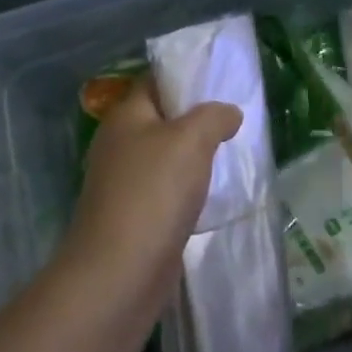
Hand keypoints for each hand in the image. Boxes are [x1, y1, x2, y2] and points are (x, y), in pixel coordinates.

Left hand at [62, 78, 241, 311]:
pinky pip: (165, 190)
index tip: (219, 78)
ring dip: (193, 156)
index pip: (155, 80)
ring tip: (230, 151)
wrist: (118, 276)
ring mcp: (123, 183)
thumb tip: (229, 113)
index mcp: (125, 116)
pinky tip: (212, 193)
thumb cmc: (153, 193)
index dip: (185, 75)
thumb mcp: (191, 139)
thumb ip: (214, 117)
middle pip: (161, 118)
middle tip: (233, 116)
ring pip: (165, 156)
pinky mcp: (133, 217)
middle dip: (195, 117)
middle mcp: (119, 144)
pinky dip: (187, 188)